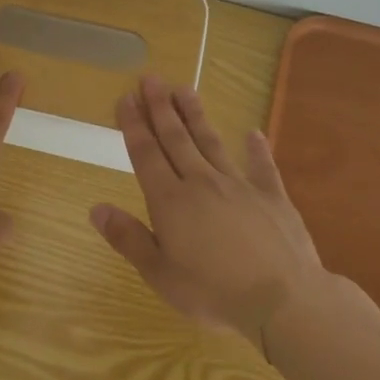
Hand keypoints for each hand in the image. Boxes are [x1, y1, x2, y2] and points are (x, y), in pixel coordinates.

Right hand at [90, 75, 327, 353]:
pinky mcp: (272, 197)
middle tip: (151, 78)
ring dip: (196, 115)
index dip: (134, 125)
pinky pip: (262, 166)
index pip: (146, 154)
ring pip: (211, 142)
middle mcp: (201, 183)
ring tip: (185, 89)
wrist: (283, 301)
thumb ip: (128, 238)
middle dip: (160, 107)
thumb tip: (96, 208)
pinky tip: (253, 133)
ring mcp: (239, 186)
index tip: (126, 98)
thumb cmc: (213, 293)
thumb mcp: (160, 274)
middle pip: (176, 138)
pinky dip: (256, 148)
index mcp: (170, 201)